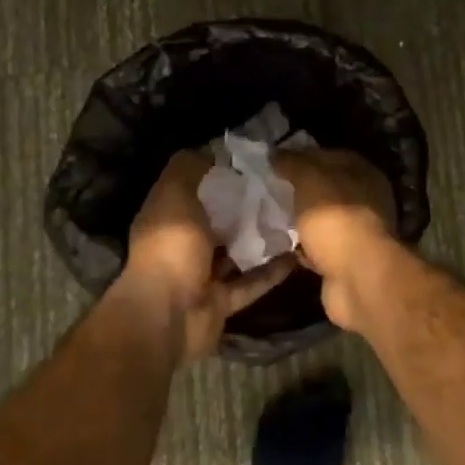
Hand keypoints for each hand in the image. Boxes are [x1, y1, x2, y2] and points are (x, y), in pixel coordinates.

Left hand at [122, 151, 294, 360]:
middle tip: (283, 188)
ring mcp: (202, 275)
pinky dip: (271, 271)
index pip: (195, 187)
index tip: (254, 160)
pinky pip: (251, 282)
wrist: (168, 317)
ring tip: (296, 218)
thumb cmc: (171, 247)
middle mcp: (183, 243)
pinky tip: (297, 255)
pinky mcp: (222, 301)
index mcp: (168, 215)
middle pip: (219, 219)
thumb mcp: (175, 194)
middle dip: (246, 206)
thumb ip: (189, 167)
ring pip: (237, 251)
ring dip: (261, 238)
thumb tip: (211, 148)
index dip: (220, 173)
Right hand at [275, 150, 398, 330]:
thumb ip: (293, 163)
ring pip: (322, 219)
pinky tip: (280, 244)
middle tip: (267, 190)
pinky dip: (303, 247)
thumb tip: (275, 153)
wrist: (358, 278)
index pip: (329, 156)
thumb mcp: (310, 179)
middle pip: (326, 189)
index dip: (302, 156)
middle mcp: (366, 200)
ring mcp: (357, 232)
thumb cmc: (335, 218)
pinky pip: (319, 247)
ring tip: (269, 216)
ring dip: (300, 220)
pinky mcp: (346, 261)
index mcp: (363, 173)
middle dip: (299, 190)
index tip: (275, 162)